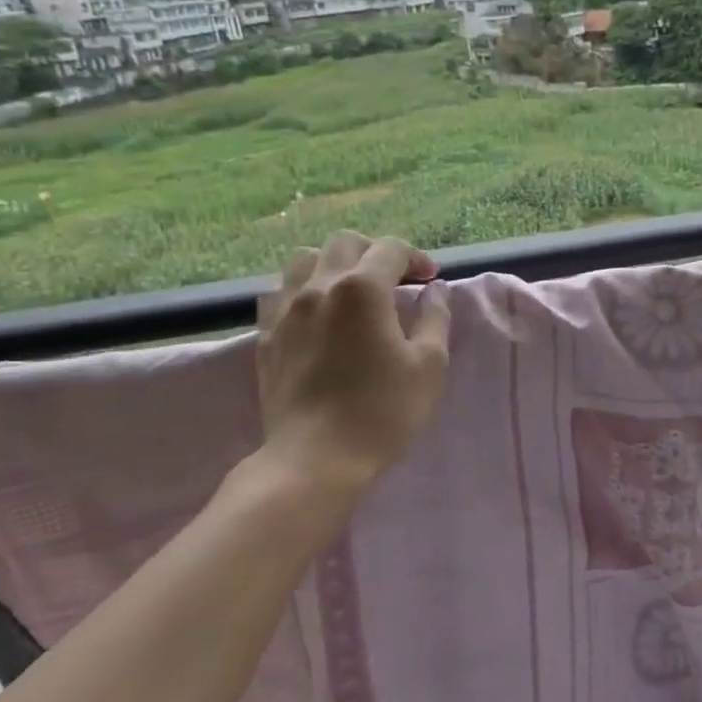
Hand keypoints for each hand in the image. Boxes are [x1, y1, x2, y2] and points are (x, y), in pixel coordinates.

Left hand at [248, 233, 451, 523]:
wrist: (316, 458)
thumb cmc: (383, 411)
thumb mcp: (429, 365)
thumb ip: (435, 318)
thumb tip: (436, 290)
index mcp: (363, 288)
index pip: (390, 249)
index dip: (416, 258)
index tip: (430, 280)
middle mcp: (319, 286)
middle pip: (345, 243)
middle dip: (375, 253)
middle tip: (396, 281)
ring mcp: (285, 309)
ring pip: (306, 260)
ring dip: (335, 265)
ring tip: (353, 292)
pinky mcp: (265, 335)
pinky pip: (281, 292)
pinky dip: (304, 290)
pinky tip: (318, 314)